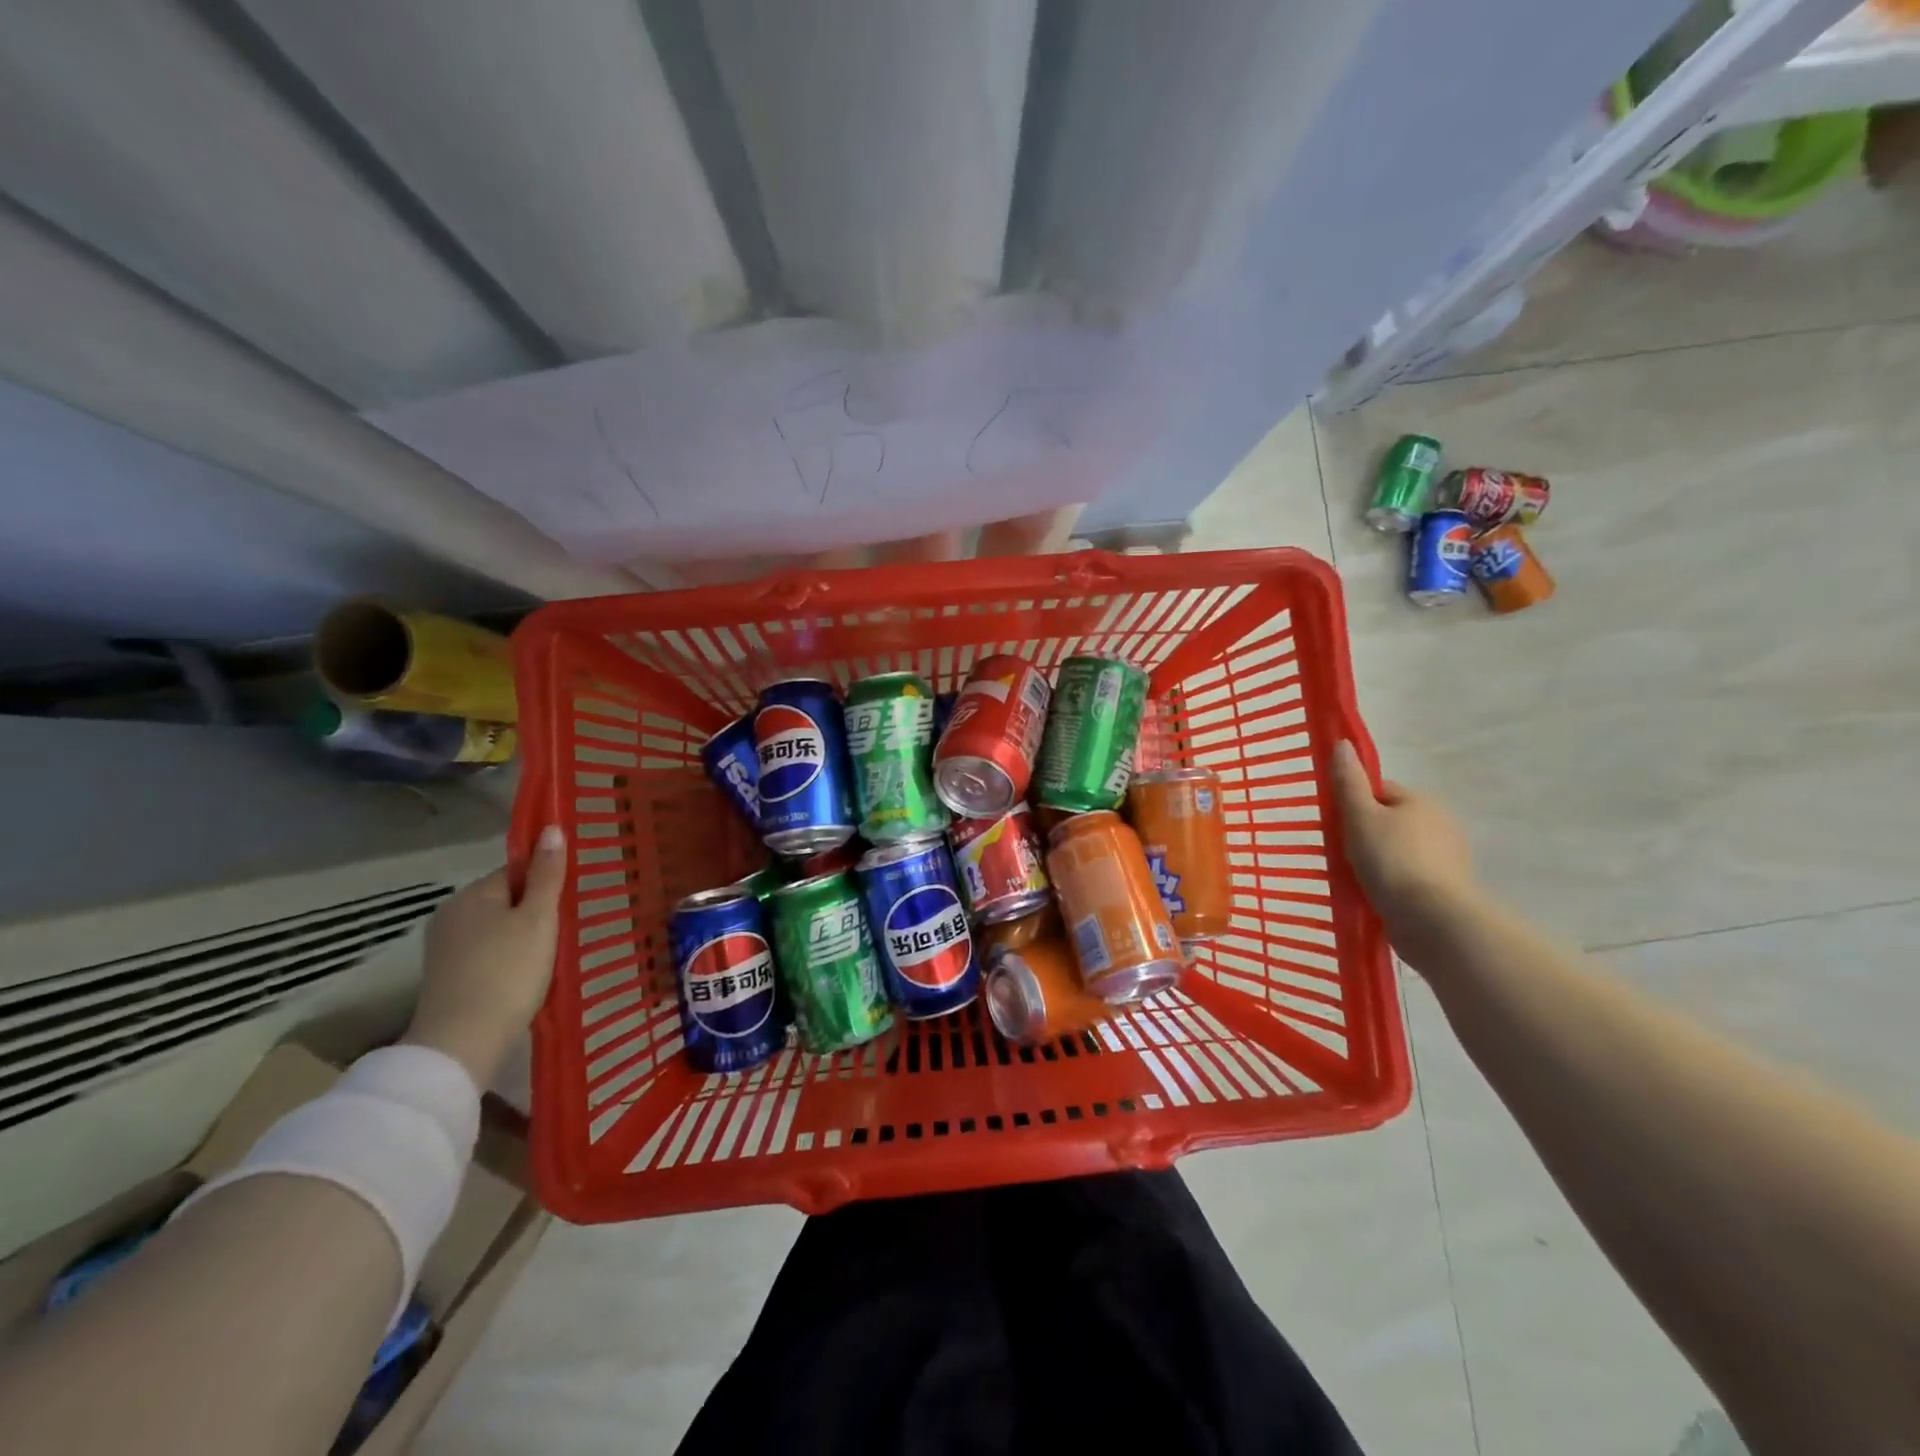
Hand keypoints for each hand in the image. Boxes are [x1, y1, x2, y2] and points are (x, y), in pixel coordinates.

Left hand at [404, 825, 566, 1087]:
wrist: (463, 1042)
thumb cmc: (508, 971)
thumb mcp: (539, 918)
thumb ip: (547, 874)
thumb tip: (552, 829)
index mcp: (472, 894)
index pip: (516, 871)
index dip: (545, 884)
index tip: (566, 905)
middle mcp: (451, 914)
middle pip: (505, 900)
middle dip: (534, 913)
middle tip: (563, 934)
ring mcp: (444, 949)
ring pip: (496, 929)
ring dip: (522, 938)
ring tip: (547, 959)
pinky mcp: (446, 978)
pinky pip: (486, 954)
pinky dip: (507, 961)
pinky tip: (524, 979)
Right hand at [1330, 742, 1476, 927]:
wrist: (1432, 920)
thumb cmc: (1391, 860)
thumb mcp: (1360, 816)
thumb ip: (1349, 782)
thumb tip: (1343, 744)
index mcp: (1421, 801)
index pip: (1379, 791)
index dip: (1354, 803)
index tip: (1335, 824)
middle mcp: (1441, 824)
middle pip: (1390, 821)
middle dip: (1366, 834)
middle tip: (1340, 854)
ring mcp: (1448, 859)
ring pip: (1400, 850)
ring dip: (1379, 861)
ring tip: (1355, 879)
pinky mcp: (1447, 890)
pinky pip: (1410, 877)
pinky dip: (1392, 883)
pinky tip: (1375, 896)